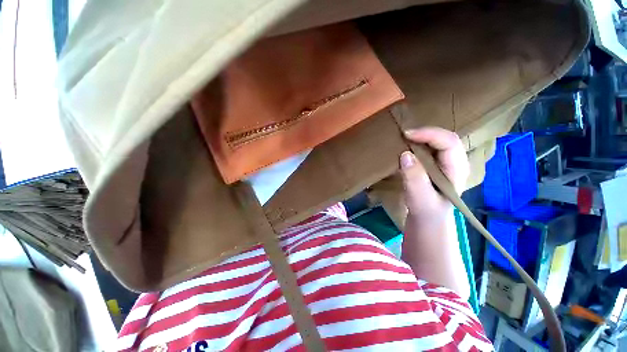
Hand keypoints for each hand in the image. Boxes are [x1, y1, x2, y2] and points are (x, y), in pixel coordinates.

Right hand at [399, 127, 468, 218]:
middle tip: (403, 135)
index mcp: (457, 169)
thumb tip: (405, 154)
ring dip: (420, 137)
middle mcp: (454, 162)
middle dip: (424, 132)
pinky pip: (427, 148)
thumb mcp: (420, 199)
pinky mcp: (433, 165)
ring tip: (403, 138)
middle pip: (444, 138)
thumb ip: (414, 178)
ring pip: (436, 141)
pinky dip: (416, 143)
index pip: (449, 142)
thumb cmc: (426, 212)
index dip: (430, 134)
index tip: (406, 135)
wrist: (427, 221)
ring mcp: (444, 163)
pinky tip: (406, 146)